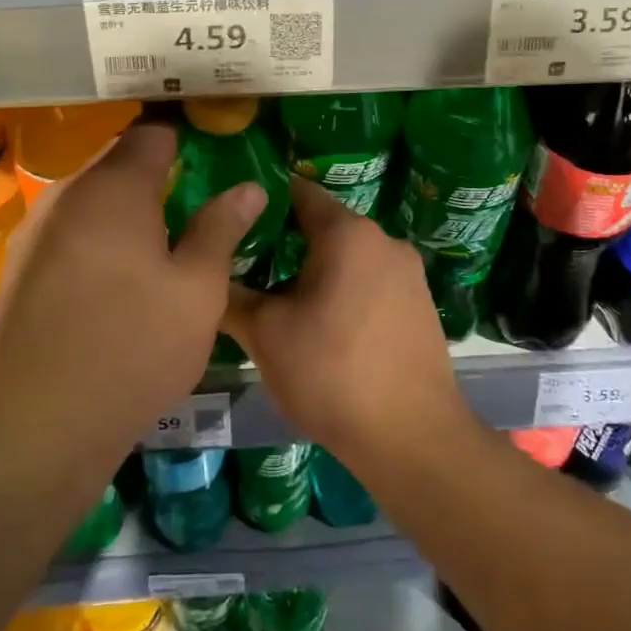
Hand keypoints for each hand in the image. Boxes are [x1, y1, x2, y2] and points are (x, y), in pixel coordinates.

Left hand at [0, 123, 266, 468]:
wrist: (41, 424)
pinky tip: (111, 277)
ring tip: (156, 243)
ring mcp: (35, 229)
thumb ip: (221, 227)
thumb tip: (249, 186)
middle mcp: (67, 194)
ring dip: (122, 205)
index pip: (152, 133)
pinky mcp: (17, 264)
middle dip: (154, 173)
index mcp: (115, 188)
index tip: (209, 159)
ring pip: (89, 195)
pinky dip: (94, 234)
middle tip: (191, 205)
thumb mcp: (198, 289)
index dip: (184, 139)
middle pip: (117, 160)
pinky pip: (67, 227)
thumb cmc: (136, 347)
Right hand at [223, 177, 469, 470]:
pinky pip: (371, 281)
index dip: (263, 199)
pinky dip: (343, 290)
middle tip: (246, 263)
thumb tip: (209, 277)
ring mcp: (408, 273)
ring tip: (278, 299)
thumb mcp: (266, 335)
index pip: (299, 192)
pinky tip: (322, 326)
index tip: (233, 215)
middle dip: (284, 241)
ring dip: (314, 270)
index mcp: (348, 232)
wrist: (412, 439)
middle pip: (324, 225)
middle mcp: (384, 240)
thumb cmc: (332, 373)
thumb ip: (232, 297)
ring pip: (348, 256)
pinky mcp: (420, 304)